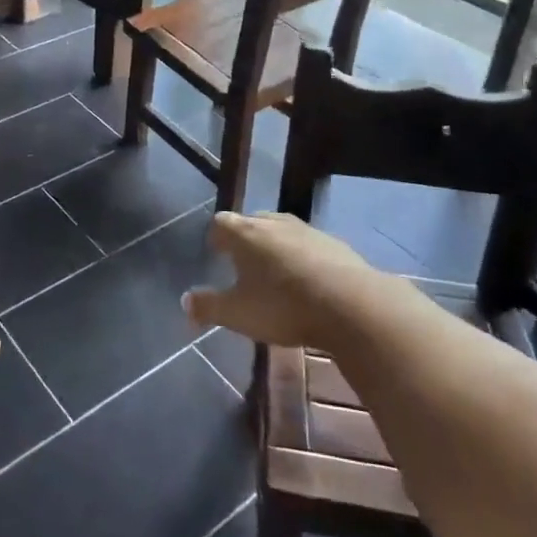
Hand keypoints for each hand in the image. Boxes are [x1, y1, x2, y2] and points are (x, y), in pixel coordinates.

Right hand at [183, 211, 381, 348]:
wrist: (351, 305)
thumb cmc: (283, 307)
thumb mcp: (238, 315)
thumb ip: (208, 307)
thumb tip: (185, 300)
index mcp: (244, 233)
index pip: (220, 222)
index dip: (216, 237)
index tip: (216, 254)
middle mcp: (273, 222)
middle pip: (252, 221)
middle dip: (245, 239)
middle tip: (243, 264)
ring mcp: (306, 230)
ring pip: (282, 231)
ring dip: (275, 246)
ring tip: (275, 273)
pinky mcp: (334, 243)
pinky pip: (308, 245)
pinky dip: (302, 257)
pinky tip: (307, 281)